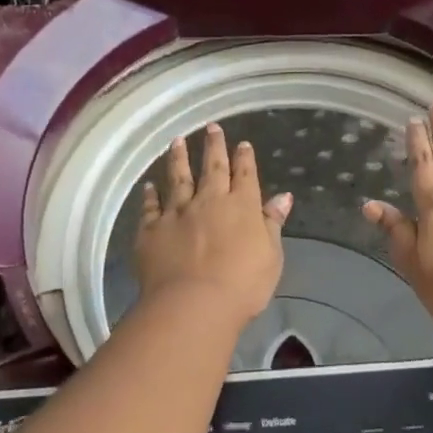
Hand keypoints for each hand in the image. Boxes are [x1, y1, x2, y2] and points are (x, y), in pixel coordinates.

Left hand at [135, 123, 289, 332]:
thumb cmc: (242, 285)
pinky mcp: (151, 230)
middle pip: (212, 167)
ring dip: (178, 158)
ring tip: (177, 141)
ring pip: (178, 178)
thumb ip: (272, 223)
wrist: (193, 305)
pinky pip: (150, 207)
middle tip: (211, 127)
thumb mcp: (271, 256)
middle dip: (213, 145)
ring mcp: (178, 212)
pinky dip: (149, 195)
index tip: (242, 143)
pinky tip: (149, 186)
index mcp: (241, 205)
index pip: (244, 174)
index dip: (244, 157)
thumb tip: (283, 196)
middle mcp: (209, 200)